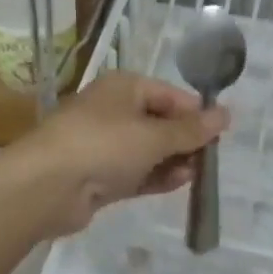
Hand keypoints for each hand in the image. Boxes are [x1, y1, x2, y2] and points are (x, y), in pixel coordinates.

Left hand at [1, 72, 228, 238]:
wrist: (46, 186)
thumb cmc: (103, 145)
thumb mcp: (153, 135)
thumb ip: (191, 130)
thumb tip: (226, 114)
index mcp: (124, 88)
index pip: (170, 95)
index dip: (196, 113)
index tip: (221, 134)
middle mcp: (114, 111)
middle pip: (160, 122)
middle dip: (186, 140)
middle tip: (211, 159)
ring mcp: (105, 144)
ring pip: (149, 149)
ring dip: (174, 160)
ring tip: (198, 174)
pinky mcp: (100, 175)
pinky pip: (136, 172)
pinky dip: (157, 176)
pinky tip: (180, 184)